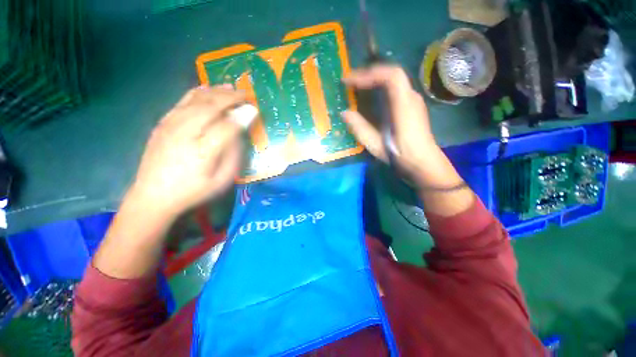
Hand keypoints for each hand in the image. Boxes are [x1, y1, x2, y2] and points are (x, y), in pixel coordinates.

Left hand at [128, 85, 245, 219]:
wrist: (153, 196)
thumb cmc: (194, 190)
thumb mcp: (222, 180)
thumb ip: (233, 155)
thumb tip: (239, 134)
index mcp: (204, 151)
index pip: (228, 126)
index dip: (243, 116)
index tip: (255, 109)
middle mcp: (186, 133)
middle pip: (211, 107)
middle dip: (231, 97)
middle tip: (245, 94)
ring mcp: (171, 126)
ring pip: (196, 100)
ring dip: (215, 91)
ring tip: (230, 87)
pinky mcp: (162, 124)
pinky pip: (181, 102)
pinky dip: (196, 93)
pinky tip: (206, 89)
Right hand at [342, 65, 457, 188]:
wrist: (423, 162)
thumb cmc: (400, 155)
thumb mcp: (376, 145)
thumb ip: (360, 128)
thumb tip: (344, 113)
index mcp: (404, 106)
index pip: (390, 76)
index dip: (368, 74)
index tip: (350, 82)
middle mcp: (411, 97)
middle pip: (391, 73)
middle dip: (368, 74)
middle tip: (350, 81)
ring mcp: (412, 100)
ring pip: (393, 79)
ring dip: (374, 78)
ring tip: (357, 85)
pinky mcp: (411, 106)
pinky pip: (394, 88)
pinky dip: (379, 86)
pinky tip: (370, 95)